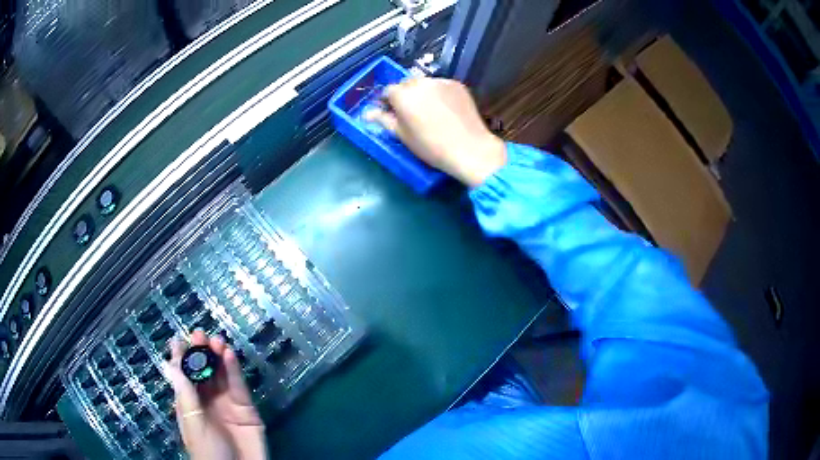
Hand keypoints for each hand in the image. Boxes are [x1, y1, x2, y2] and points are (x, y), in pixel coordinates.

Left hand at [163, 330, 267, 459]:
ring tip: (216, 341)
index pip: (183, 376)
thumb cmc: (208, 452)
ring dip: (218, 356)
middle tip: (201, 334)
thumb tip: (170, 363)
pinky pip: (240, 386)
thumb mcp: (193, 423)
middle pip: (203, 372)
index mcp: (190, 405)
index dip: (181, 358)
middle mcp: (208, 401)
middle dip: (201, 353)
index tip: (179, 339)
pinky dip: (235, 369)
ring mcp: (228, 404)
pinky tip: (229, 355)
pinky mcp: (247, 410)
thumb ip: (185, 394)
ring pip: (222, 375)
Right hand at [365, 77, 506, 187]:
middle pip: (406, 84)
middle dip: (405, 95)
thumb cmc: (431, 146)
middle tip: (411, 114)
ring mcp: (441, 81)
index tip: (392, 113)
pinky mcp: (457, 85)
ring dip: (422, 93)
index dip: (387, 102)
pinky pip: (441, 86)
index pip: (387, 91)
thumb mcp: (402, 135)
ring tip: (429, 111)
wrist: (470, 148)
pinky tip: (445, 110)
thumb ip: (384, 120)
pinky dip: (439, 93)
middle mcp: (420, 82)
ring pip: (424, 83)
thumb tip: (368, 114)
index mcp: (402, 94)